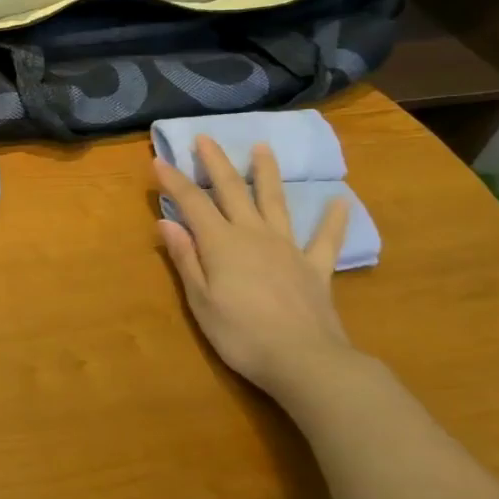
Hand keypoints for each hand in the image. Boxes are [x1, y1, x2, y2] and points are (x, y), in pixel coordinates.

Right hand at [152, 135, 359, 402]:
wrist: (305, 361)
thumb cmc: (241, 334)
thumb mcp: (200, 300)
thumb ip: (185, 258)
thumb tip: (166, 222)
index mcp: (221, 243)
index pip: (192, 203)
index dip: (174, 182)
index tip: (158, 161)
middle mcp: (253, 234)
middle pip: (232, 191)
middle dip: (216, 163)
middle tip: (205, 137)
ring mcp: (288, 248)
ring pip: (275, 202)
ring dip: (267, 173)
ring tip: (263, 148)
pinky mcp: (315, 268)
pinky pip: (325, 239)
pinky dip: (332, 219)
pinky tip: (340, 200)